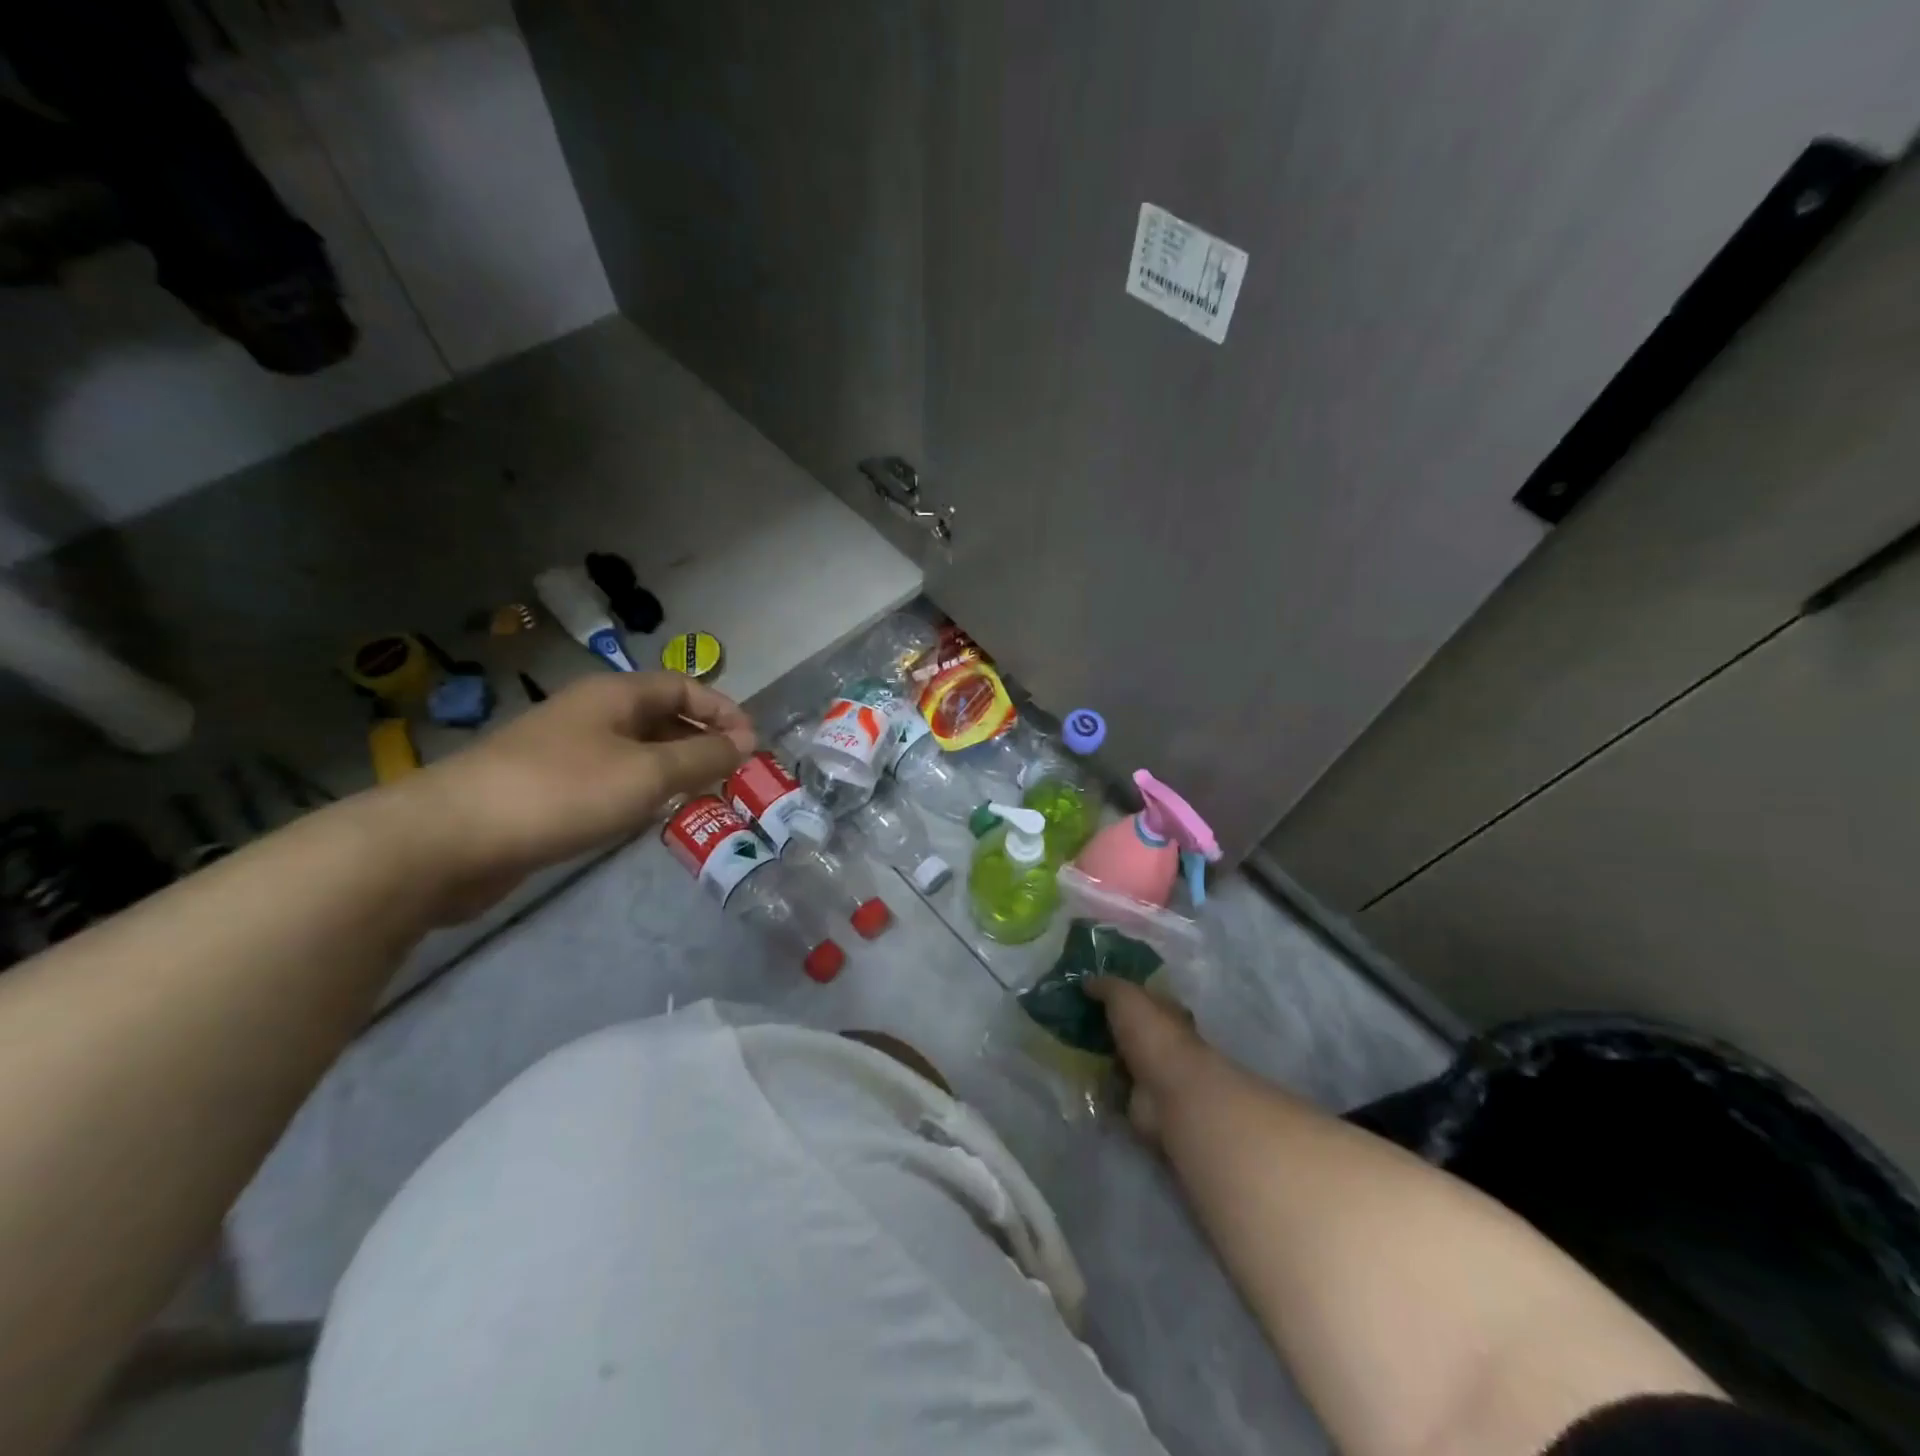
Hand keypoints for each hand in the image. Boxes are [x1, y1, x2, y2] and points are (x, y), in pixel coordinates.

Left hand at [391, 673, 755, 918]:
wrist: (450, 839)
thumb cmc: (561, 792)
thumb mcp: (647, 773)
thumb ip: (703, 757)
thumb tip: (747, 742)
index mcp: (614, 695)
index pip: (683, 685)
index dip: (722, 709)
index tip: (752, 744)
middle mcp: (591, 714)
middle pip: (661, 716)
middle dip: (702, 740)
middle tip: (734, 775)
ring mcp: (565, 751)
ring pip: (636, 750)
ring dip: (674, 768)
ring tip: (704, 797)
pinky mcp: (548, 788)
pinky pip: (612, 778)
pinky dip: (641, 790)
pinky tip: (650, 816)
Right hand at [1086, 976, 1215, 1145]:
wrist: (1168, 1093)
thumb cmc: (1152, 1035)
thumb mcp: (1126, 996)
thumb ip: (1107, 986)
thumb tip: (1086, 979)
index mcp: (1165, 1012)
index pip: (1142, 998)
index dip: (1118, 993)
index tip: (1089, 991)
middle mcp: (1161, 1040)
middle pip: (1128, 1028)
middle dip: (1104, 1024)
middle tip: (1069, 1016)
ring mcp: (1150, 1072)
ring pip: (1118, 1056)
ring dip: (1098, 1054)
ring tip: (1065, 1043)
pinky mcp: (1138, 1099)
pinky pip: (1112, 1085)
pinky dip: (1097, 1081)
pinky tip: (1074, 1071)